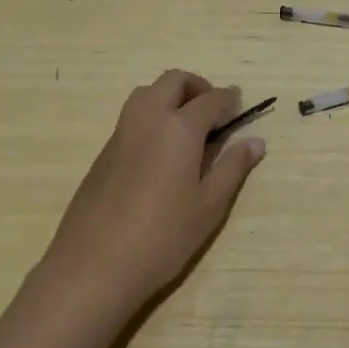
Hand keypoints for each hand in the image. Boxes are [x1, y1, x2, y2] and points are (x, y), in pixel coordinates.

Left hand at [42, 70, 265, 314]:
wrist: (93, 266)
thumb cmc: (162, 237)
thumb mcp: (209, 206)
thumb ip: (232, 168)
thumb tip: (255, 142)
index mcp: (178, 128)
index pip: (210, 99)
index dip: (229, 100)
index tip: (240, 106)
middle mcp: (147, 119)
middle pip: (173, 82)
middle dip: (197, 87)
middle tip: (214, 111)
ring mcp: (120, 134)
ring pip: (146, 94)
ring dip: (170, 97)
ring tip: (188, 129)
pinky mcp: (103, 153)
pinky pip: (131, 118)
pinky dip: (152, 117)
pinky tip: (161, 153)